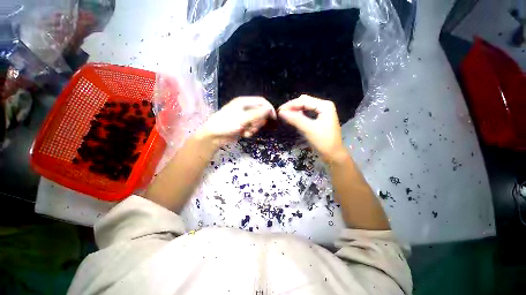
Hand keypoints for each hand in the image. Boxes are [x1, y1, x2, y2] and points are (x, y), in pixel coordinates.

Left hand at [198, 96, 276, 147]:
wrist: (214, 136)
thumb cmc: (227, 124)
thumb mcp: (243, 118)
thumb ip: (257, 114)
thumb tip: (270, 109)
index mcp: (244, 102)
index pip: (261, 102)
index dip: (269, 108)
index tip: (273, 118)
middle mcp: (245, 108)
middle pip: (261, 113)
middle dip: (259, 121)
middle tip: (253, 126)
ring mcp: (244, 118)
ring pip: (257, 122)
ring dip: (254, 128)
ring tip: (246, 131)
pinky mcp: (243, 126)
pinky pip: (252, 128)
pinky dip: (250, 132)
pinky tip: (243, 134)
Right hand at [278, 95, 345, 160]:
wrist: (333, 155)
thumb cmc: (323, 141)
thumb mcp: (308, 129)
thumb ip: (295, 119)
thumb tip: (281, 112)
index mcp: (324, 105)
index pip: (304, 101)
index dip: (290, 105)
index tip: (279, 110)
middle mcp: (324, 106)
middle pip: (304, 102)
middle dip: (292, 106)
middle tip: (281, 113)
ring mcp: (322, 112)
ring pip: (305, 107)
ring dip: (295, 110)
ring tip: (285, 115)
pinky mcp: (320, 119)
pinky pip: (307, 113)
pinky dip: (299, 115)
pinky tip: (293, 118)